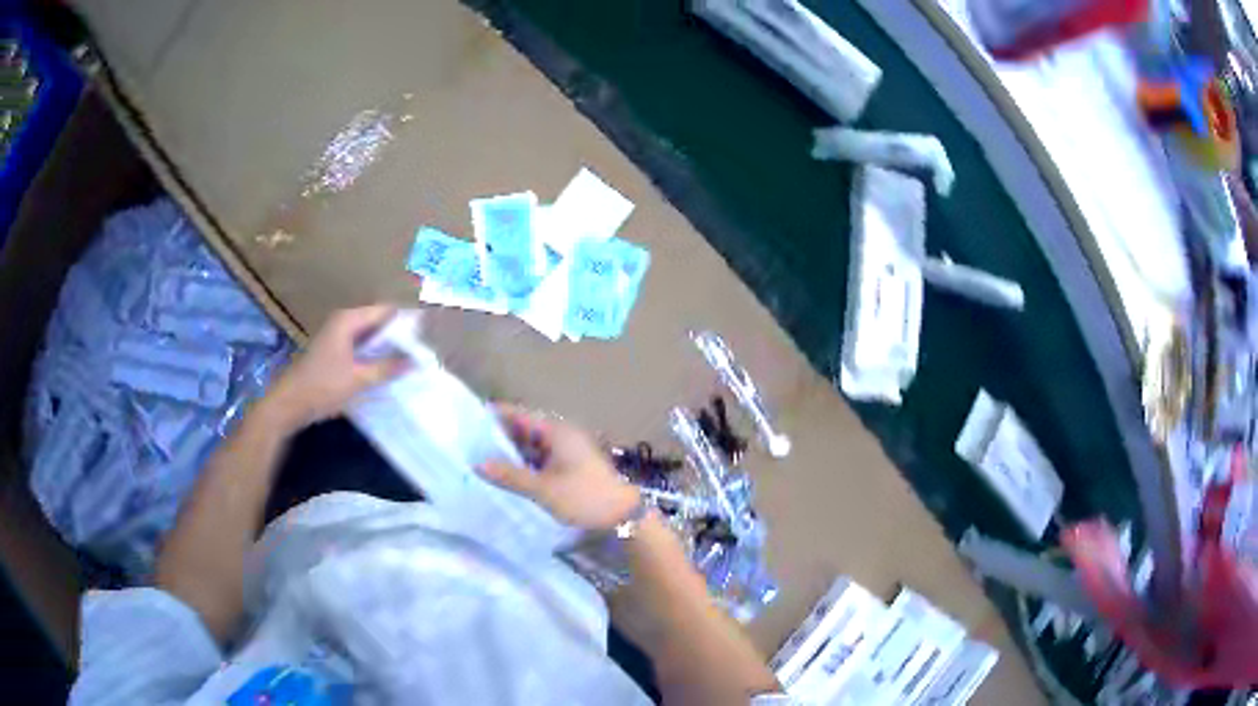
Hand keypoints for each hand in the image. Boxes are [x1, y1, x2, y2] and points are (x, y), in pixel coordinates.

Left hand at [263, 305, 409, 431]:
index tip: (427, 336)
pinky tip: (386, 370)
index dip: (406, 321)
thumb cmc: (322, 387)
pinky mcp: (334, 352)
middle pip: (378, 321)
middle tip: (421, 352)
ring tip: (409, 362)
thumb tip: (416, 361)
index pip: (386, 311)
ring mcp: (337, 336)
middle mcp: (343, 322)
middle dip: (399, 335)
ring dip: (387, 347)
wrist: (289, 404)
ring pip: (370, 336)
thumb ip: (388, 368)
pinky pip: (361, 347)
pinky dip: (374, 355)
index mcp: (349, 320)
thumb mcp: (359, 379)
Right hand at [480, 404, 640, 531]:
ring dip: (511, 452)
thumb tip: (477, 464)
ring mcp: (567, 451)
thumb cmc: (584, 497)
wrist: (623, 516)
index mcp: (556, 432)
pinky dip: (524, 463)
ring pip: (531, 445)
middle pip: (524, 429)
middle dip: (499, 436)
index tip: (468, 419)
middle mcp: (561, 435)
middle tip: (468, 442)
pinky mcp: (570, 466)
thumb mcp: (543, 489)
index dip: (495, 415)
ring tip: (480, 457)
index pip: (519, 414)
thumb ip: (510, 476)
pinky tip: (507, 474)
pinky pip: (540, 459)